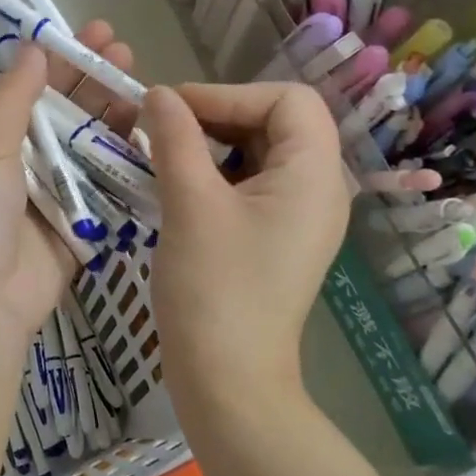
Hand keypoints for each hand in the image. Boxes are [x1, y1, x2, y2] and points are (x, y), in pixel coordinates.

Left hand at [0, 20, 136, 352]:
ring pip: (80, 141)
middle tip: (119, 45)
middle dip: (84, 77)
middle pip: (52, 109)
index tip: (77, 32)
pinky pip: (98, 182)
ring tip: (139, 79)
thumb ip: (10, 97)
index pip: (13, 86)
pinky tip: (146, 131)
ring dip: (106, 111)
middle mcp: (8, 159)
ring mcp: (42, 190)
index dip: (45, 58)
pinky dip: (119, 158)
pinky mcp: (72, 219)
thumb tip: (33, 47)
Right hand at [140, 82, 347, 398]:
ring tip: (163, 155)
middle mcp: (318, 189)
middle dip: (217, 115)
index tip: (174, 111)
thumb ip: (174, 137)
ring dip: (211, 143)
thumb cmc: (213, 288)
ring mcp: (298, 216)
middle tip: (162, 130)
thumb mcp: (189, 203)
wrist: (227, 381)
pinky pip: (250, 183)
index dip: (229, 94)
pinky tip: (176, 184)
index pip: (287, 99)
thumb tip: (157, 93)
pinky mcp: (276, 236)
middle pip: (275, 121)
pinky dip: (214, 172)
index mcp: (314, 175)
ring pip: (259, 151)